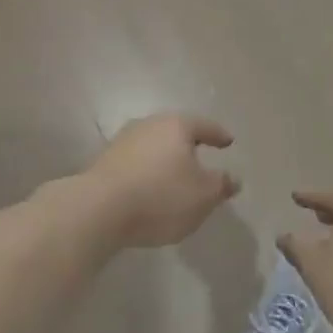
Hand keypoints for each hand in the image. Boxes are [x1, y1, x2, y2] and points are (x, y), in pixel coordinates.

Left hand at [84, 115, 239, 247]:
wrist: (99, 208)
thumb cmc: (160, 196)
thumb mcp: (202, 195)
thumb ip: (221, 185)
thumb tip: (233, 178)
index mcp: (176, 125)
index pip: (204, 126)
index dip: (218, 135)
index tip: (228, 141)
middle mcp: (149, 124)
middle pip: (176, 131)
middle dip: (189, 145)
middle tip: (202, 157)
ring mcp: (124, 140)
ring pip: (154, 145)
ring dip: (166, 158)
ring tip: (176, 176)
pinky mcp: (106, 160)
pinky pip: (137, 161)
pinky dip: (148, 170)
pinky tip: (151, 187)